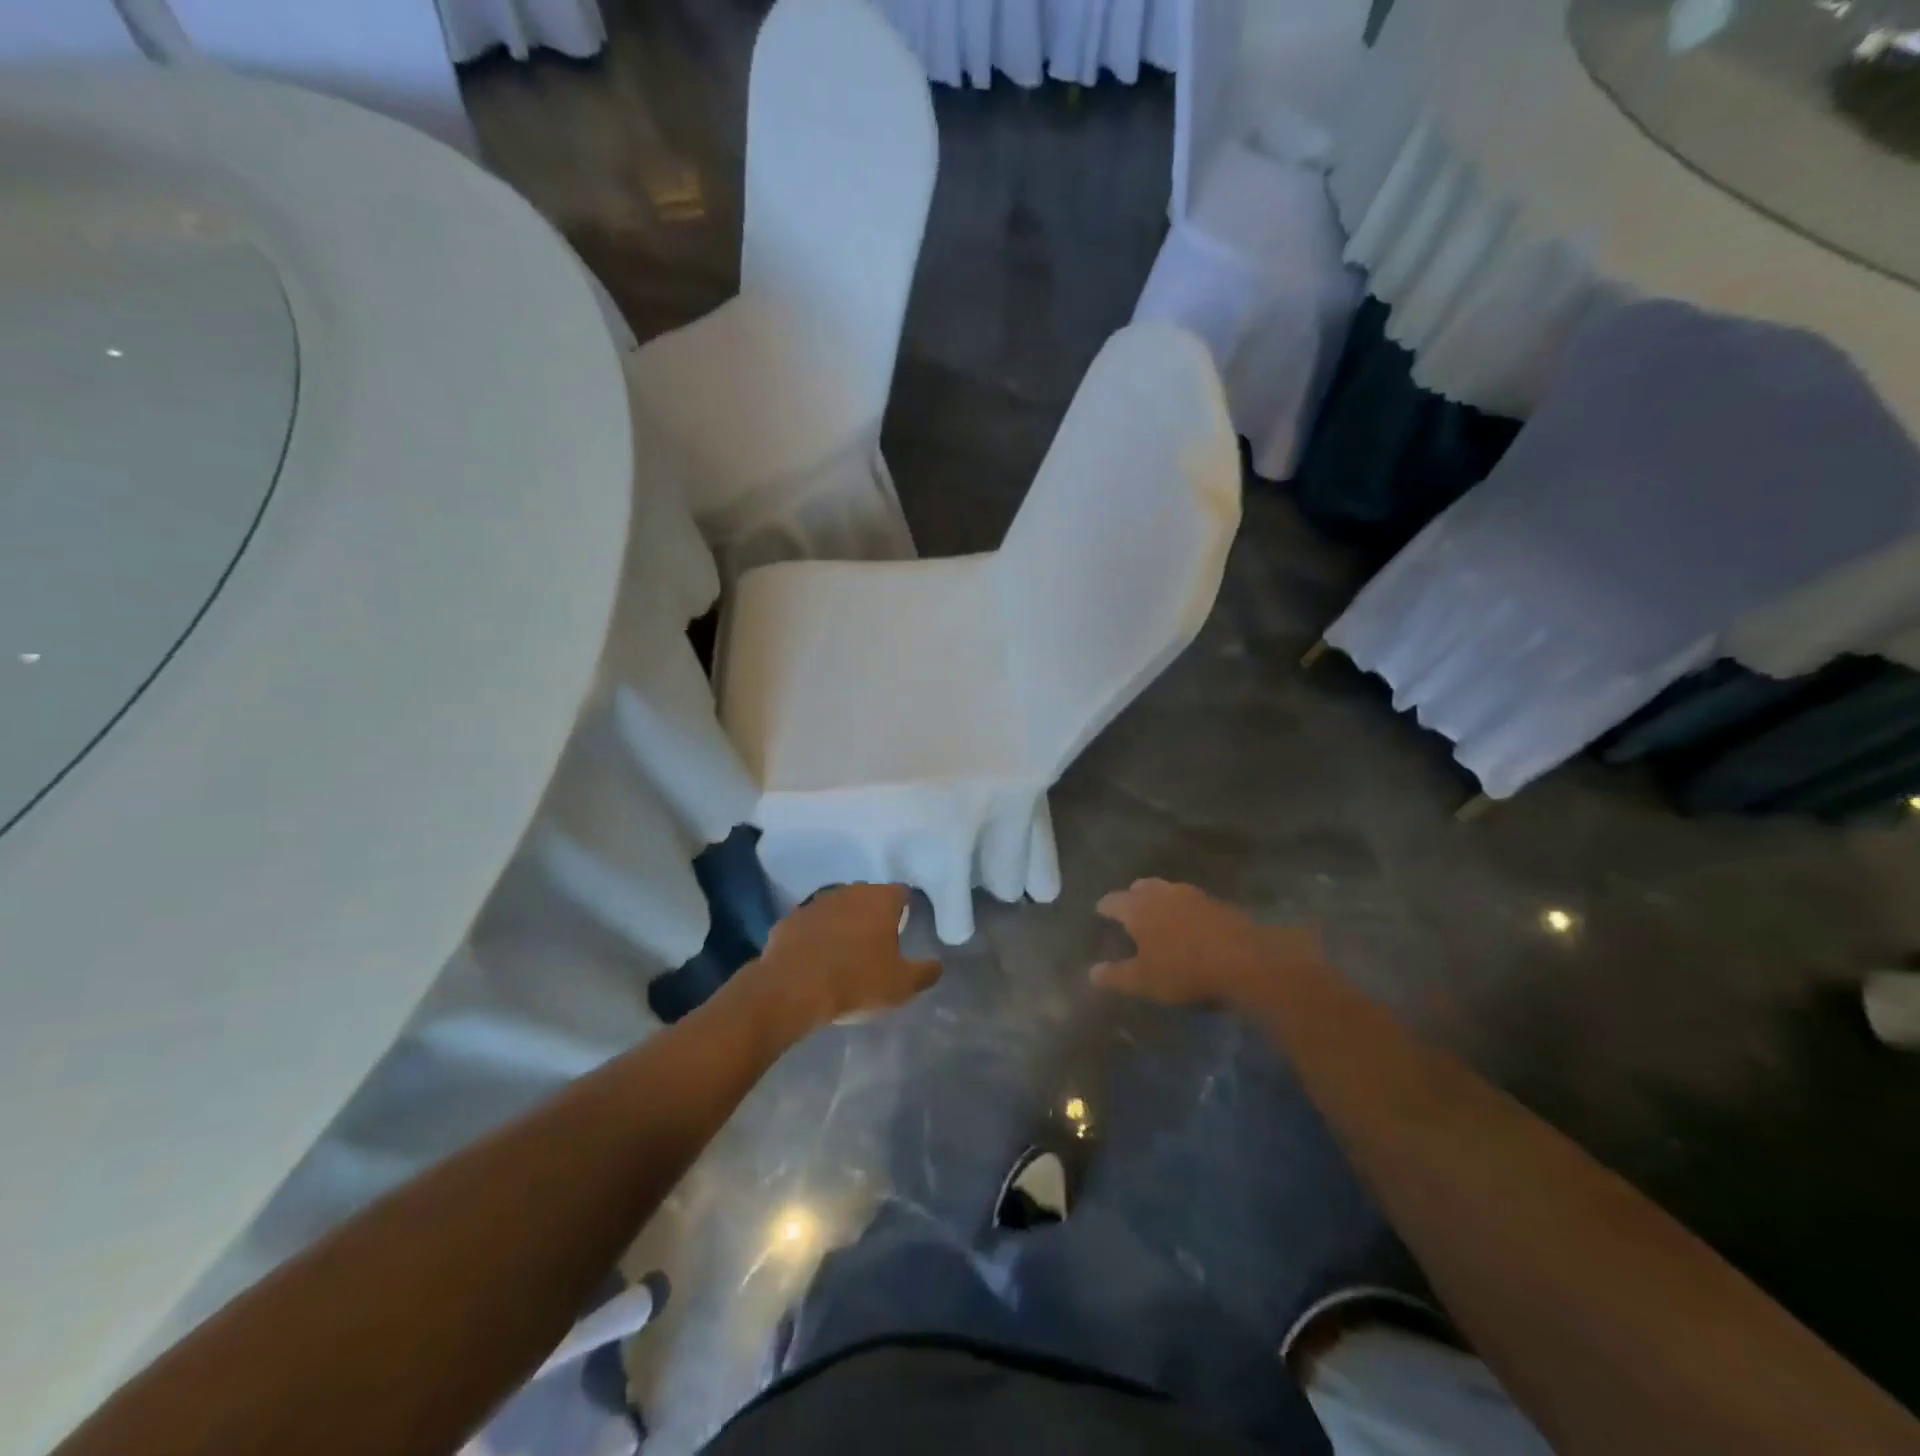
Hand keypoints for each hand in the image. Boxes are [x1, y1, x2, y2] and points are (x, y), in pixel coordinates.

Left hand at [738, 884, 940, 1040]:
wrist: (792, 989)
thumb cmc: (856, 982)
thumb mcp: (901, 986)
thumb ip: (925, 972)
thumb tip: (937, 965)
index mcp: (880, 900)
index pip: (901, 893)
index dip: (904, 908)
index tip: (904, 928)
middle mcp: (849, 892)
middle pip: (868, 896)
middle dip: (873, 914)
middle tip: (876, 942)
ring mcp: (816, 903)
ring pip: (837, 907)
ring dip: (843, 922)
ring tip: (844, 951)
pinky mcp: (790, 919)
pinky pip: (810, 924)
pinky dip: (815, 935)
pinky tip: (815, 958)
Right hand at [1091, 878, 1322, 1007]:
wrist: (1245, 961)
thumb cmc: (1184, 970)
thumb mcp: (1144, 981)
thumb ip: (1116, 976)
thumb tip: (1091, 973)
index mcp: (1137, 908)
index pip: (1113, 901)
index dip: (1105, 907)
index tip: (1100, 911)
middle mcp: (1162, 893)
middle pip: (1142, 888)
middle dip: (1132, 896)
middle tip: (1129, 907)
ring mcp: (1192, 895)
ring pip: (1168, 891)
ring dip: (1160, 899)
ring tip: (1159, 913)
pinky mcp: (1218, 903)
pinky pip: (1191, 901)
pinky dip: (1184, 909)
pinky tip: (1189, 923)